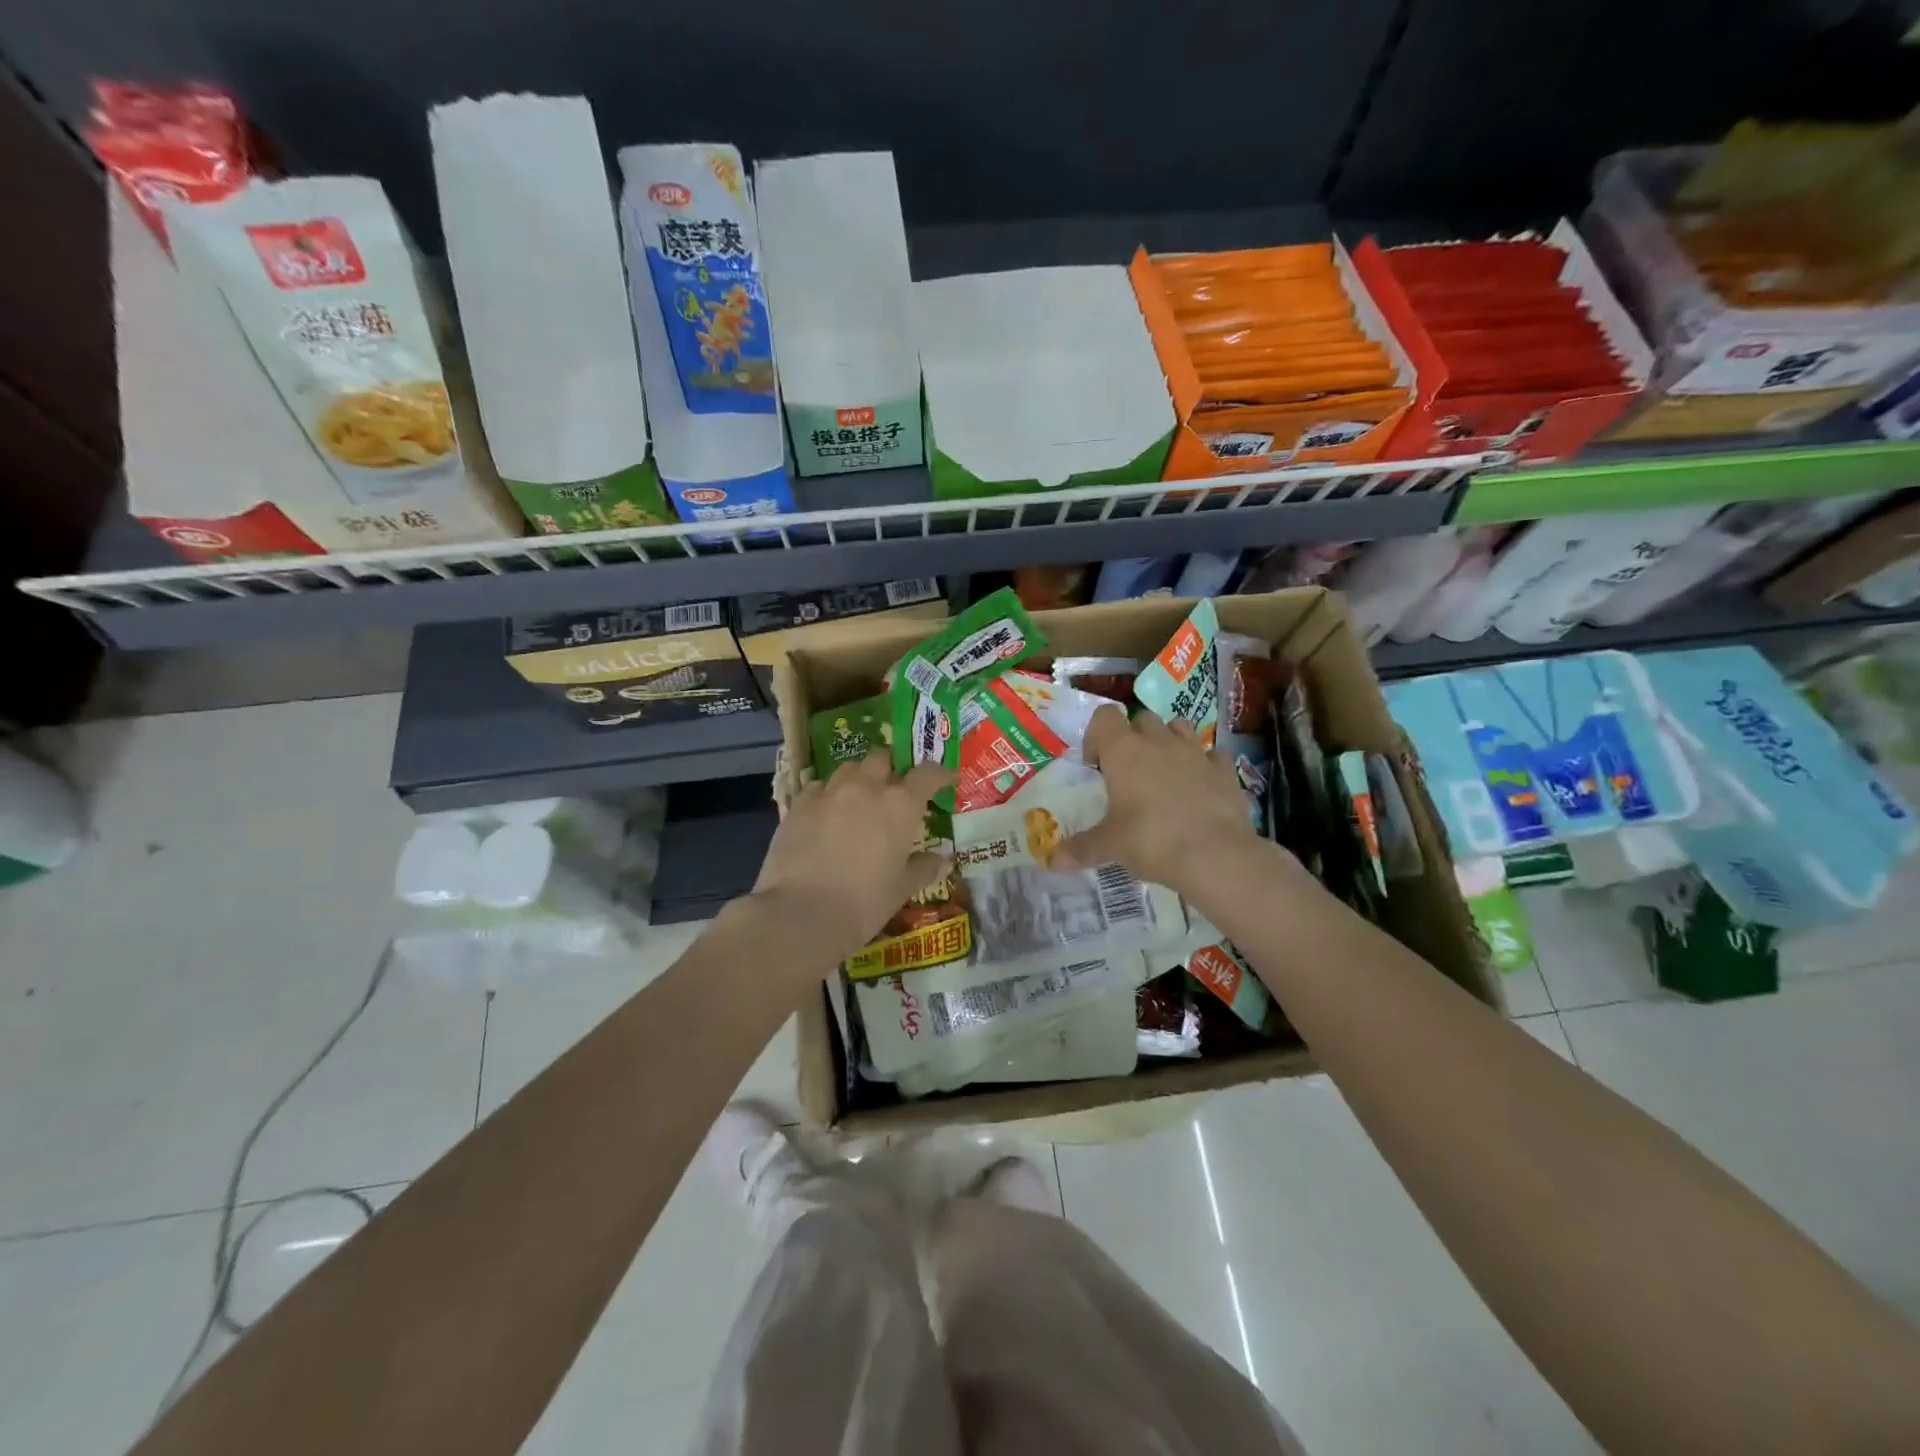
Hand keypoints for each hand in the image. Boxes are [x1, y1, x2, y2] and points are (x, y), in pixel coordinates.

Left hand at [752, 752, 954, 960]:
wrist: (801, 913)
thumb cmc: (864, 903)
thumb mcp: (901, 889)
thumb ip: (923, 868)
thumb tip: (943, 861)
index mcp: (900, 805)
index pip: (927, 774)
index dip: (940, 773)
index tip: (947, 779)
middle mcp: (866, 787)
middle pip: (882, 758)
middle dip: (892, 768)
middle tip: (895, 789)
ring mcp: (829, 792)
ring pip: (849, 768)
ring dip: (860, 777)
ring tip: (859, 797)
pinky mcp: (798, 804)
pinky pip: (818, 787)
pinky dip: (828, 794)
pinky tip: (826, 814)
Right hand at [1053, 704, 1265, 894]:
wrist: (1214, 855)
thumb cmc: (1150, 840)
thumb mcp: (1110, 846)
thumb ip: (1082, 848)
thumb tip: (1054, 861)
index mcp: (1124, 751)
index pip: (1105, 716)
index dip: (1097, 734)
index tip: (1096, 765)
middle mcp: (1159, 742)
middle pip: (1142, 718)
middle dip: (1134, 737)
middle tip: (1128, 771)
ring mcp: (1196, 752)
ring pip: (1180, 727)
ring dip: (1169, 741)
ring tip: (1164, 772)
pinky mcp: (1225, 770)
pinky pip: (1213, 754)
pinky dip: (1205, 764)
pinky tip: (1200, 786)